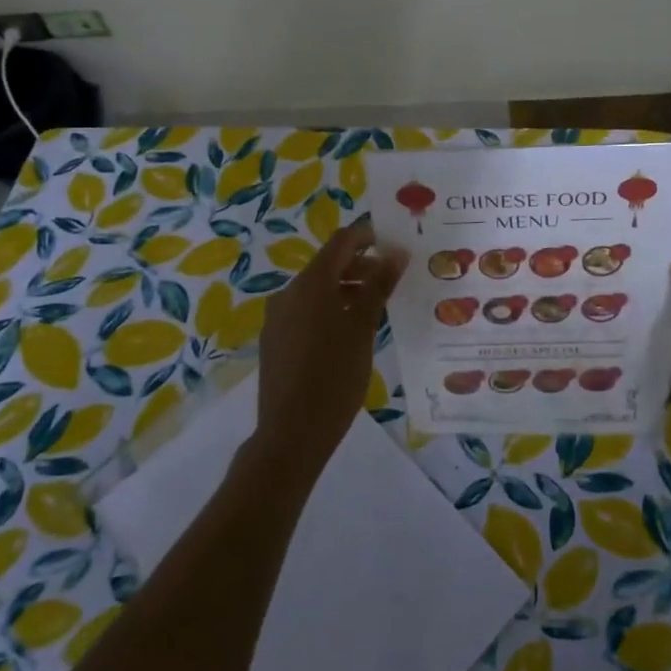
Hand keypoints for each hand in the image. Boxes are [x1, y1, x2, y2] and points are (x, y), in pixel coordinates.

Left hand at [250, 219, 407, 480]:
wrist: (291, 433)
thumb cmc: (335, 376)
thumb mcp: (363, 328)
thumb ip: (378, 286)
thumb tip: (396, 252)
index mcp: (310, 284)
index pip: (341, 241)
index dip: (369, 236)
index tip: (395, 245)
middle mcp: (288, 293)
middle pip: (328, 265)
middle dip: (361, 266)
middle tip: (393, 280)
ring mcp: (277, 317)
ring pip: (317, 290)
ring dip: (346, 289)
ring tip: (376, 308)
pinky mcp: (275, 340)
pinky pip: (305, 311)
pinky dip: (329, 309)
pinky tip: (349, 332)